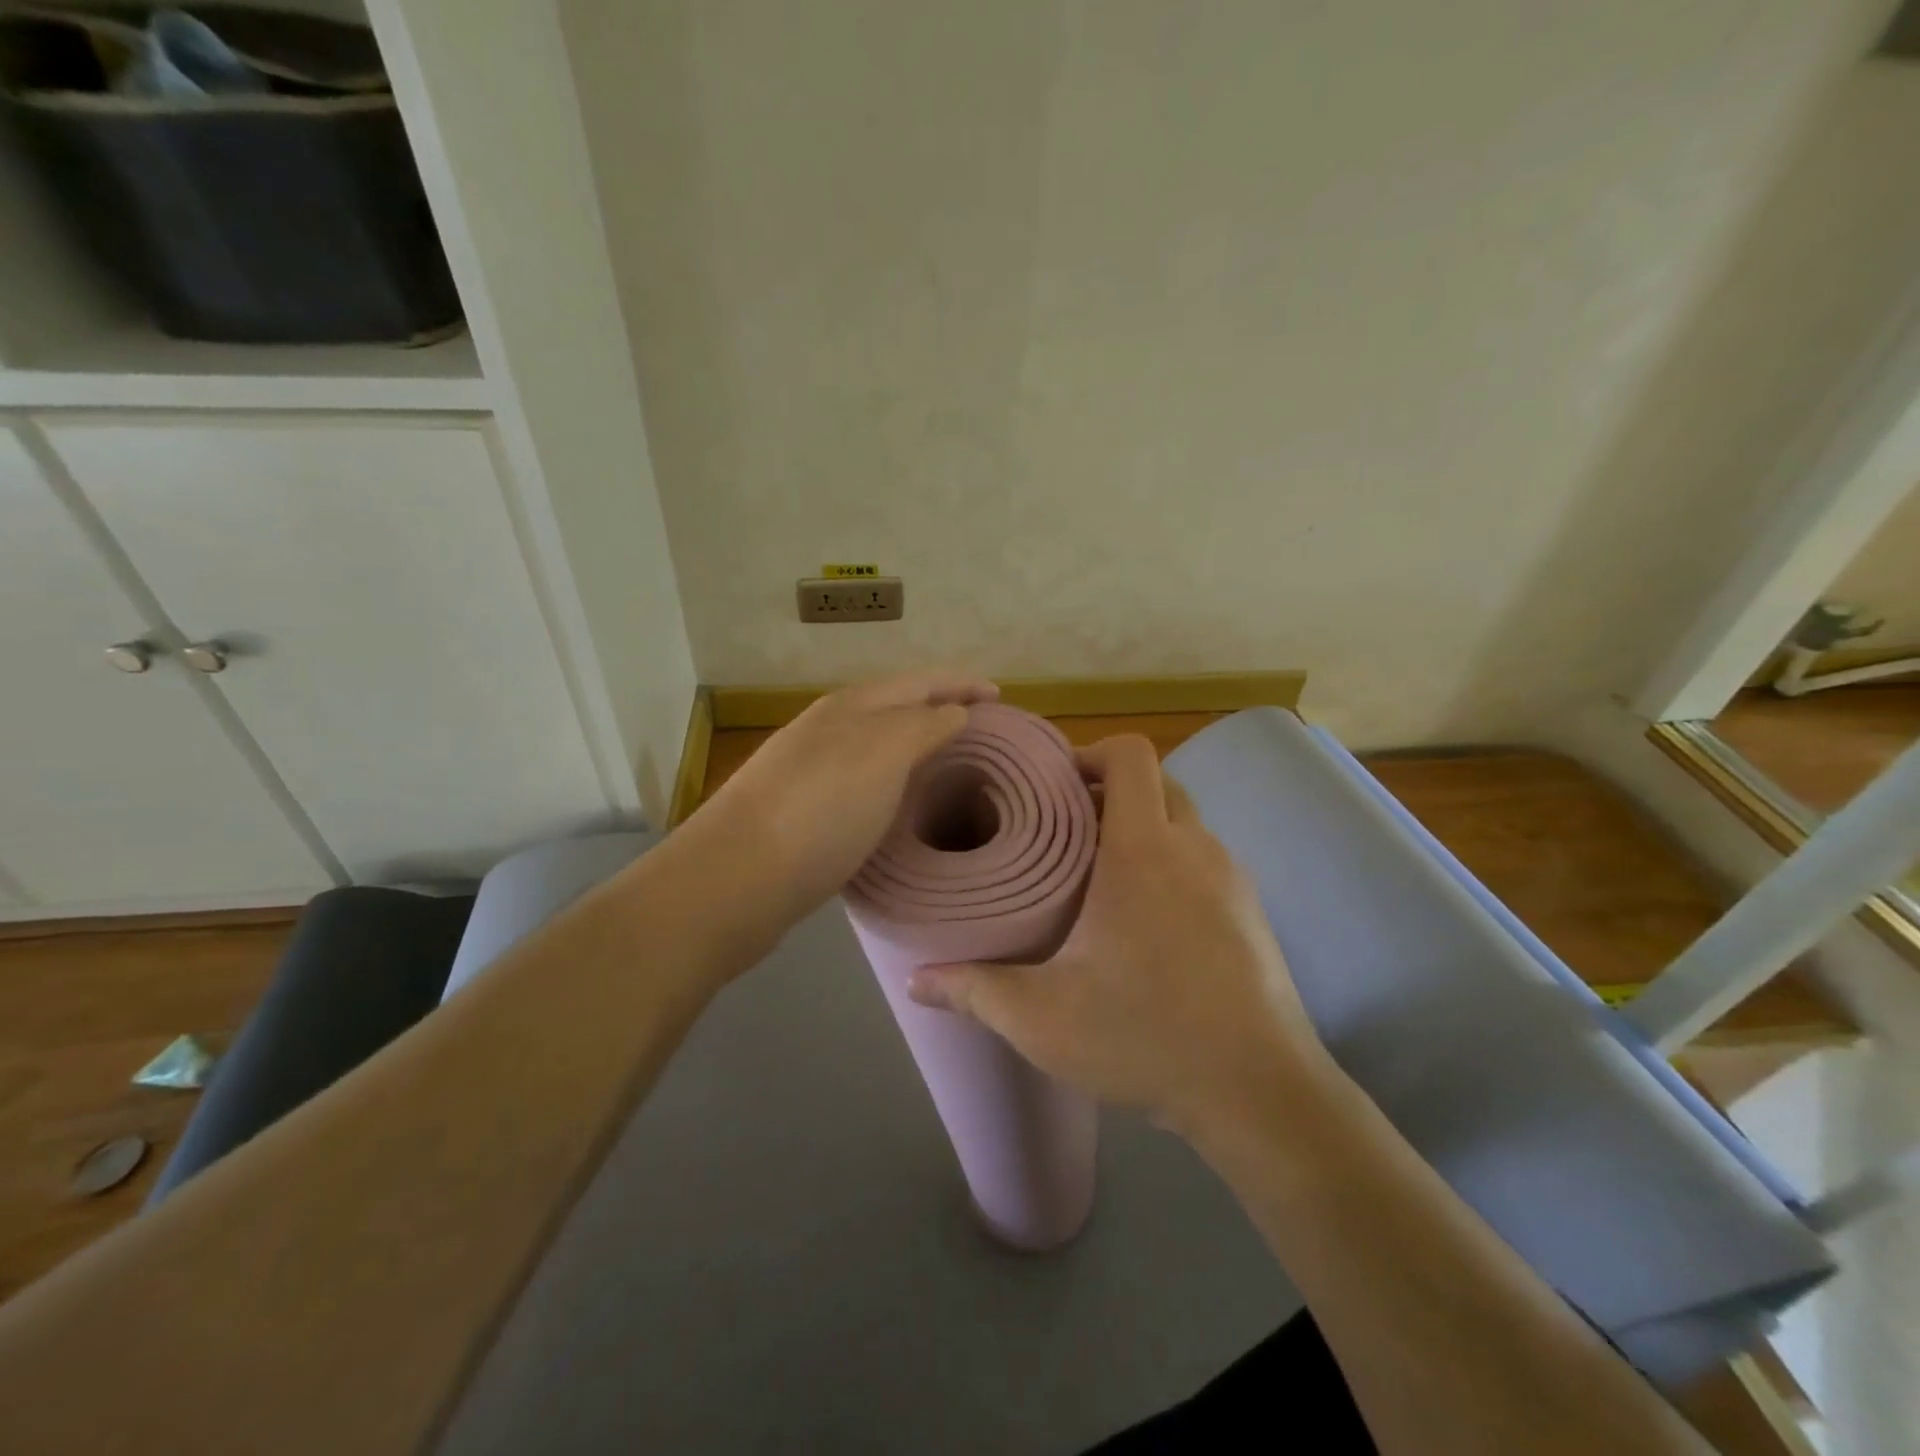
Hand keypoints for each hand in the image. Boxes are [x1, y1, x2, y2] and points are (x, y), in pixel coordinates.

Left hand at [685, 671, 998, 928]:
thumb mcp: (883, 755)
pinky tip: (900, 801)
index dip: (962, 684)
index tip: (1001, 697)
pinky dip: (891, 779)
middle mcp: (829, 728)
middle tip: (981, 729)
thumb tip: (955, 711)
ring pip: (875, 743)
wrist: (736, 878)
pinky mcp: (802, 809)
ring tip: (949, 761)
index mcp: (852, 707)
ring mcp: (810, 767)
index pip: (920, 681)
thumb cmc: (820, 810)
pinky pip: (861, 778)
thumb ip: (923, 726)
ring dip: (914, 743)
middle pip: (895, 706)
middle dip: (939, 708)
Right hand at [906, 734, 1334, 1133]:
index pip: (1130, 755)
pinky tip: (1145, 918)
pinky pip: (1204, 858)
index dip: (1090, 752)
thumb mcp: (1043, 1018)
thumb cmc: (1146, 1036)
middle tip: (1062, 827)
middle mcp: (1194, 847)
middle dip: (1110, 789)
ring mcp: (1232, 877)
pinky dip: (1172, 860)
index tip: (1052, 783)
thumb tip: (913, 980)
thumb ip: (974, 990)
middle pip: (1156, 780)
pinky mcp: (1253, 910)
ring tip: (1096, 870)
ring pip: (1183, 820)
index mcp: (1143, 850)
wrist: (1261, 1093)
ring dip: (1143, 826)